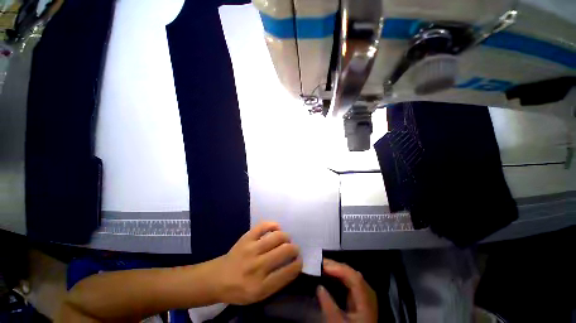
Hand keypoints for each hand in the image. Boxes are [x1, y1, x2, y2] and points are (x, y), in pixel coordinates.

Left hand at [212, 222, 301, 304]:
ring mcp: (251, 249)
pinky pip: (263, 225)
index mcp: (261, 286)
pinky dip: (273, 225)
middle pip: (284, 251)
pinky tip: (276, 228)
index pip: (288, 272)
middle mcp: (257, 266)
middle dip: (294, 249)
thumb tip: (293, 265)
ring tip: (286, 239)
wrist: (218, 278)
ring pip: (277, 236)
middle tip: (294, 249)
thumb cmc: (240, 289)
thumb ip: (277, 282)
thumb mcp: (259, 295)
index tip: (299, 260)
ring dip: (286, 237)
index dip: (298, 264)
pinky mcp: (246, 238)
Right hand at [317, 259, 377, 322]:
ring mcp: (364, 294)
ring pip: (350, 275)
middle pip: (352, 273)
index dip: (338, 268)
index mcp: (366, 298)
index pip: (354, 277)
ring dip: (336, 269)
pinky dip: (338, 275)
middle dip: (335, 266)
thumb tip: (319, 287)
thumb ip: (328, 305)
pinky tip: (330, 274)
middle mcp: (367, 292)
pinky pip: (349, 280)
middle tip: (319, 262)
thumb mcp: (337, 322)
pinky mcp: (359, 297)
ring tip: (322, 266)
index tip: (323, 266)